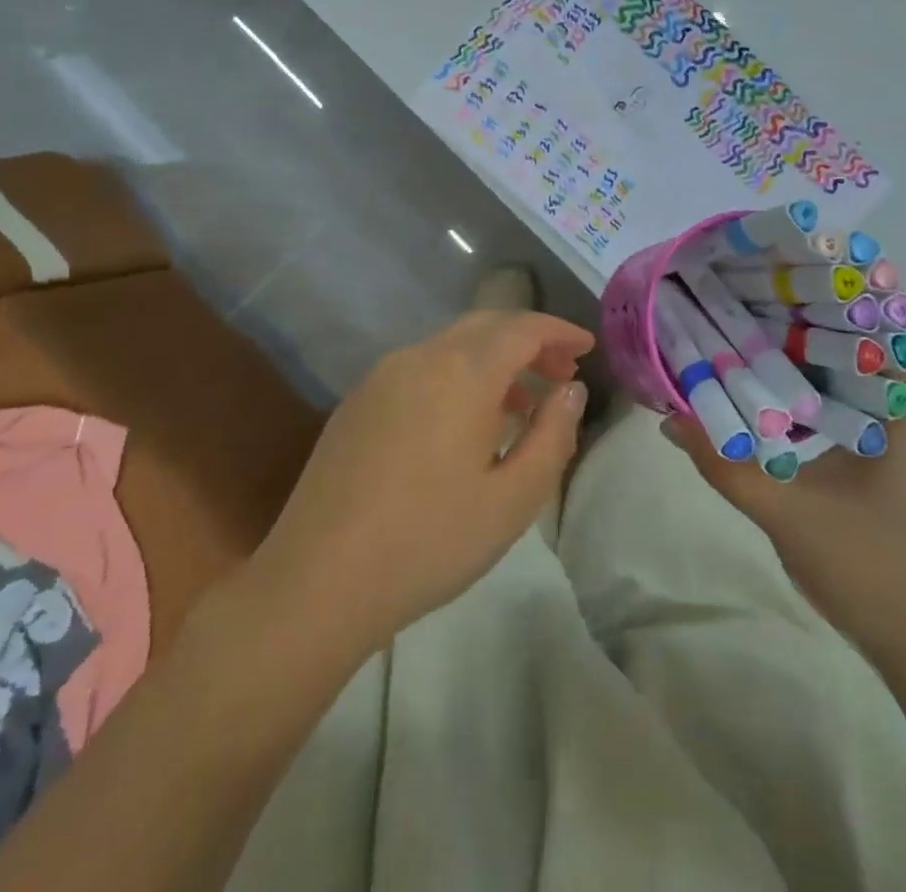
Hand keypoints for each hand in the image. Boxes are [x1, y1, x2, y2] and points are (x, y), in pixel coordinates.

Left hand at [248, 310, 593, 656]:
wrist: (318, 579)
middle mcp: (420, 357)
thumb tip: (571, 391)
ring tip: (521, 406)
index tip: (587, 347)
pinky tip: (463, 426)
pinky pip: (421, 370)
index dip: (558, 332)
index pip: (521, 328)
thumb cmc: (429, 541)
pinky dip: (456, 378)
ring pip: (451, 347)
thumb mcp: (512, 499)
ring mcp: (382, 376)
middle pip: (485, 326)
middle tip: (561, 374)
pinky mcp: (357, 401)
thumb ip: (552, 435)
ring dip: (492, 362)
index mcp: (461, 371)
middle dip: (528, 341)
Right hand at [662, 318, 905, 663]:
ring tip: (768, 336)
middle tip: (763, 299)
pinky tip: (792, 397)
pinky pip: (877, 403)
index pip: (898, 323)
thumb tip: (669, 417)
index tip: (798, 272)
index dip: (854, 289)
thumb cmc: (870, 572)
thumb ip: (723, 464)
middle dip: (825, 316)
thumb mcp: (784, 515)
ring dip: (829, 354)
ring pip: (877, 373)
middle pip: (881, 341)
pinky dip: (837, 388)